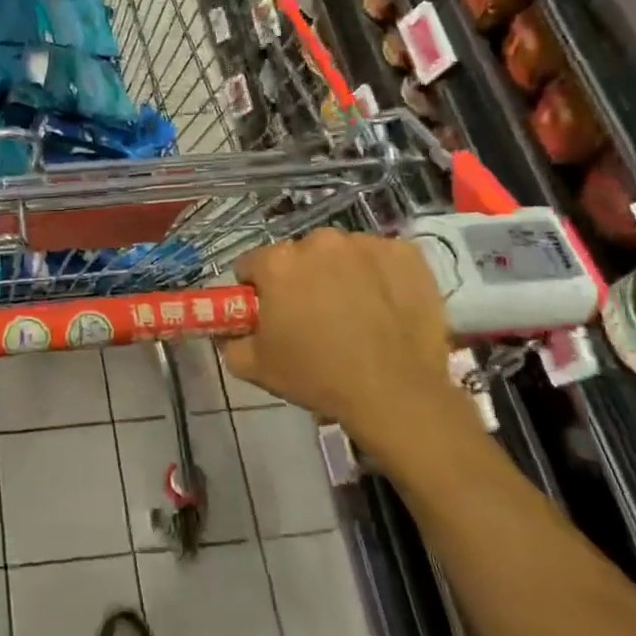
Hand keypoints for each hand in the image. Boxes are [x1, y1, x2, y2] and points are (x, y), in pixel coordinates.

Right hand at [220, 231, 473, 462]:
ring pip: (340, 255)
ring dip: (339, 274)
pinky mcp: (406, 255)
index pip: (251, 265)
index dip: (257, 291)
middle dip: (300, 279)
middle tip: (312, 317)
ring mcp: (366, 245)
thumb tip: (228, 331)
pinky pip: (381, 258)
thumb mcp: (254, 367)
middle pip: (298, 256)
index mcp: (278, 263)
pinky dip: (379, 276)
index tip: (270, 314)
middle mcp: (319, 241)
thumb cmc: (318, 377)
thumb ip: (230, 341)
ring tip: (353, 314)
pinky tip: (384, 305)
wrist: (396, 394)